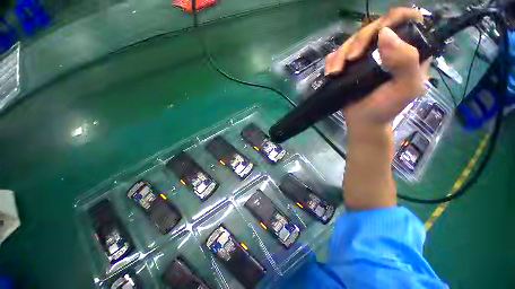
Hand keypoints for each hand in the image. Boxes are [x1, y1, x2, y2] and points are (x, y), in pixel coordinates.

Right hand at [325, 8, 429, 129]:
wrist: (363, 121)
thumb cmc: (386, 108)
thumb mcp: (407, 88)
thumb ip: (406, 61)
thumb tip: (385, 34)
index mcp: (409, 50)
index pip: (407, 21)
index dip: (395, 18)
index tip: (380, 32)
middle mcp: (387, 48)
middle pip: (374, 27)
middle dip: (361, 40)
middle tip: (352, 59)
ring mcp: (365, 56)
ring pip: (353, 39)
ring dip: (342, 53)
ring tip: (336, 71)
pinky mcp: (349, 65)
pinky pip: (338, 53)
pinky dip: (332, 60)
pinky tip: (331, 72)